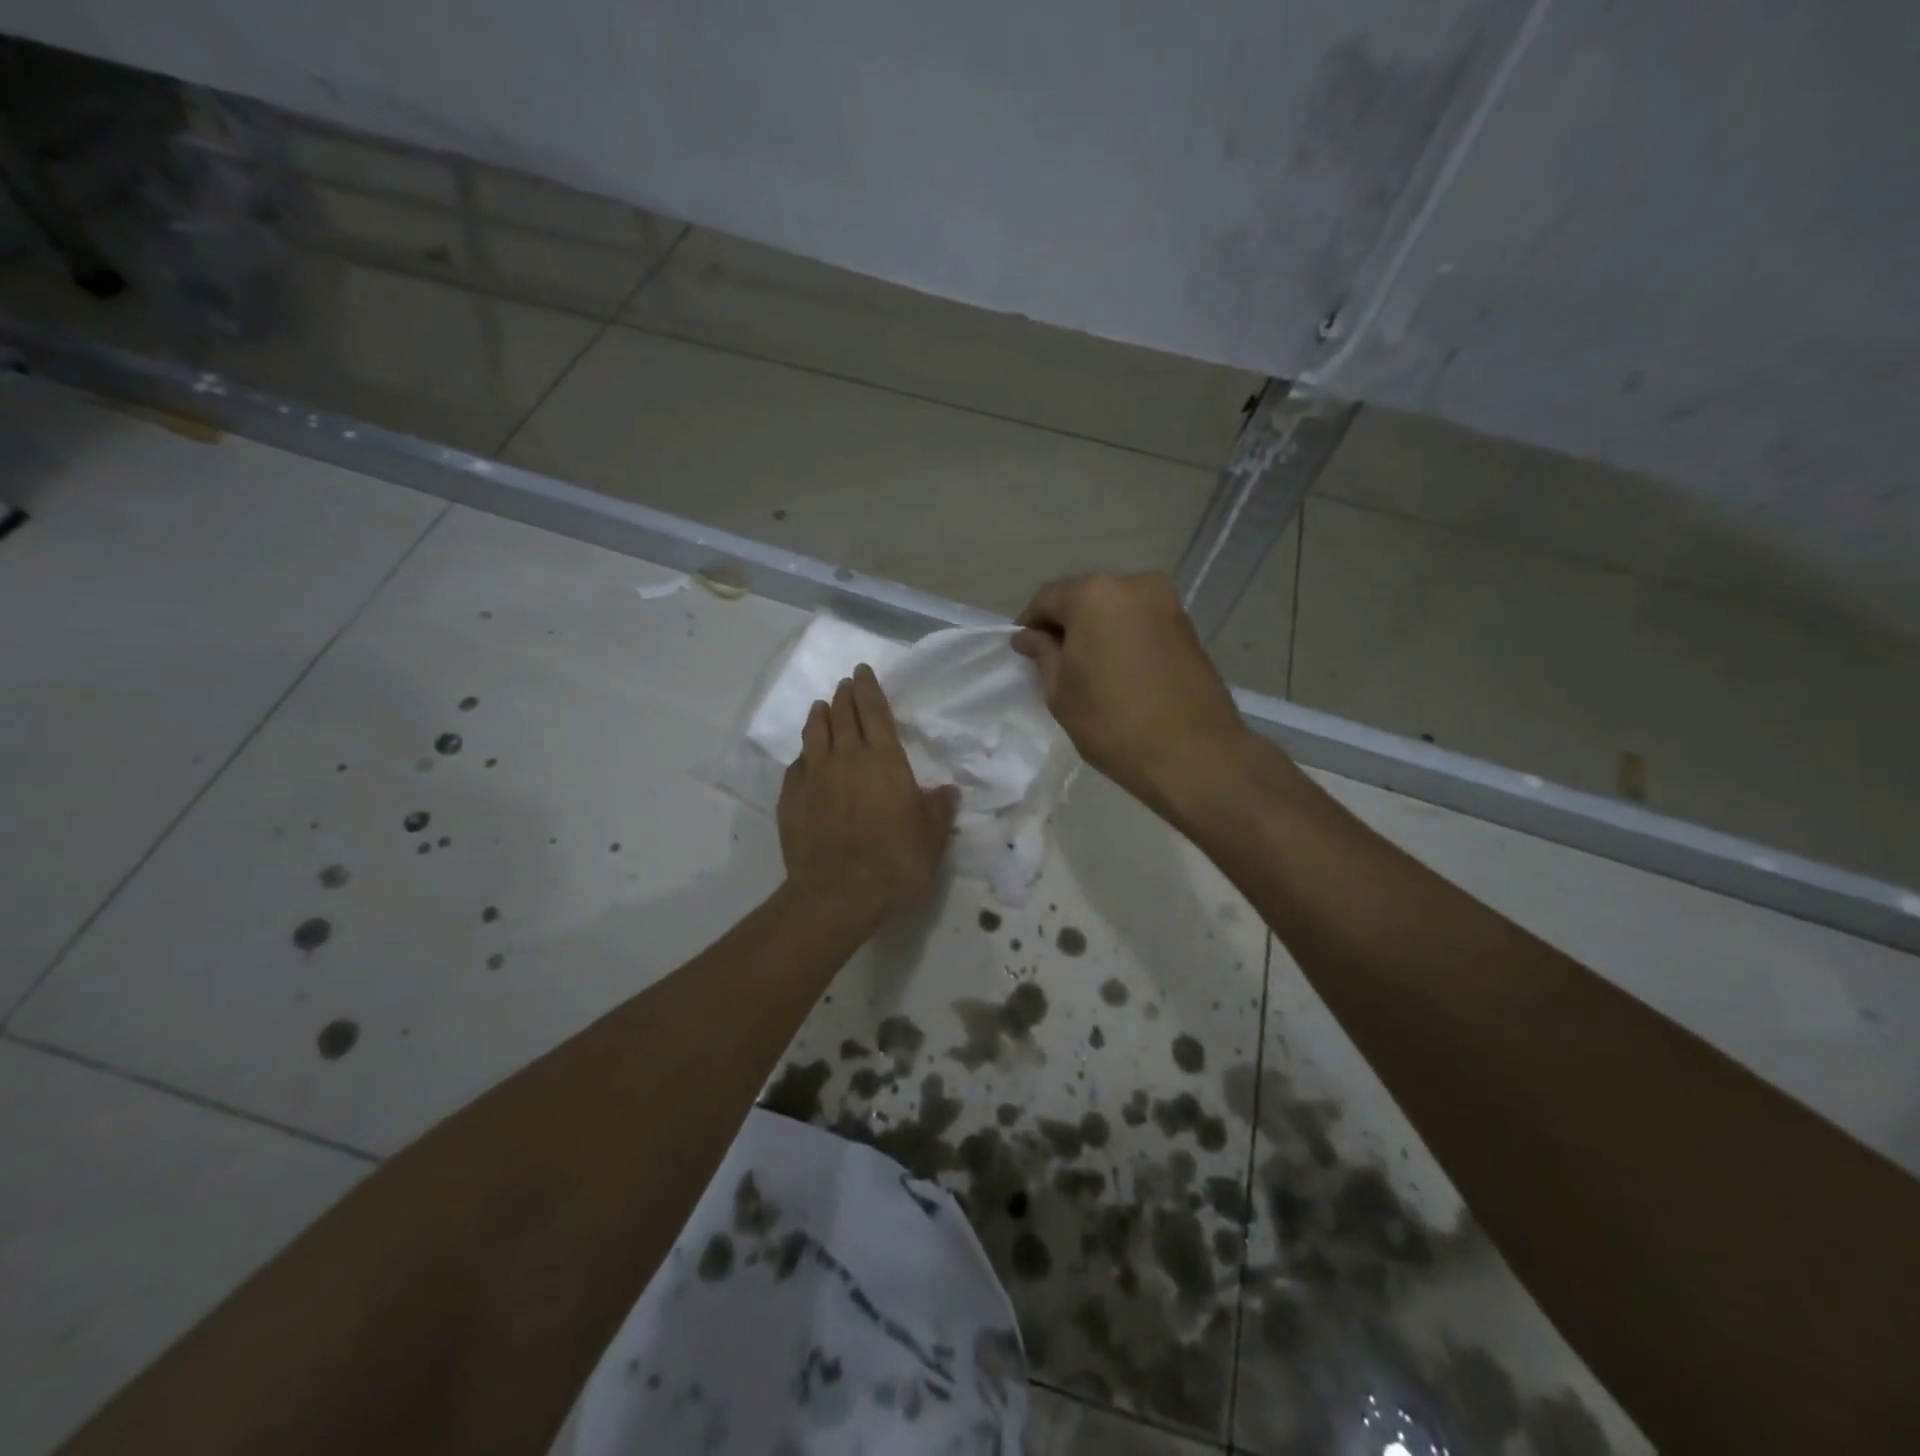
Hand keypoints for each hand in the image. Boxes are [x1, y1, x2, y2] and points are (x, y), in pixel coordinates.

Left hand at [777, 664, 959, 928]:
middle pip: (842, 715)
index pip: (874, 711)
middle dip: (844, 696)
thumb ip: (939, 808)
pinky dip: (803, 755)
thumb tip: (947, 791)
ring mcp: (814, 776)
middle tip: (845, 685)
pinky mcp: (790, 798)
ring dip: (819, 715)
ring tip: (822, 707)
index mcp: (884, 760)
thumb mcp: (932, 837)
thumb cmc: (895, 861)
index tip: (862, 670)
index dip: (868, 688)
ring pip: (814, 733)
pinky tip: (805, 758)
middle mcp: (846, 758)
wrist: (839, 893)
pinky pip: (796, 766)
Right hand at [1012, 573, 1249, 812]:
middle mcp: (1135, 585)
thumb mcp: (1061, 692)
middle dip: (1067, 626)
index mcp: (1096, 594)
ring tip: (1090, 672)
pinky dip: (1125, 640)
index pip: (1047, 598)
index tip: (1024, 654)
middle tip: (1054, 663)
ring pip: (1116, 611)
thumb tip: (1029, 637)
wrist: (1194, 755)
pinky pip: (1142, 625)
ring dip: (1098, 633)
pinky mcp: (1189, 628)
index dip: (1030, 625)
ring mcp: (1168, 604)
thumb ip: (1043, 654)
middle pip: (1085, 598)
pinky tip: (1120, 674)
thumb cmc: (1113, 723)